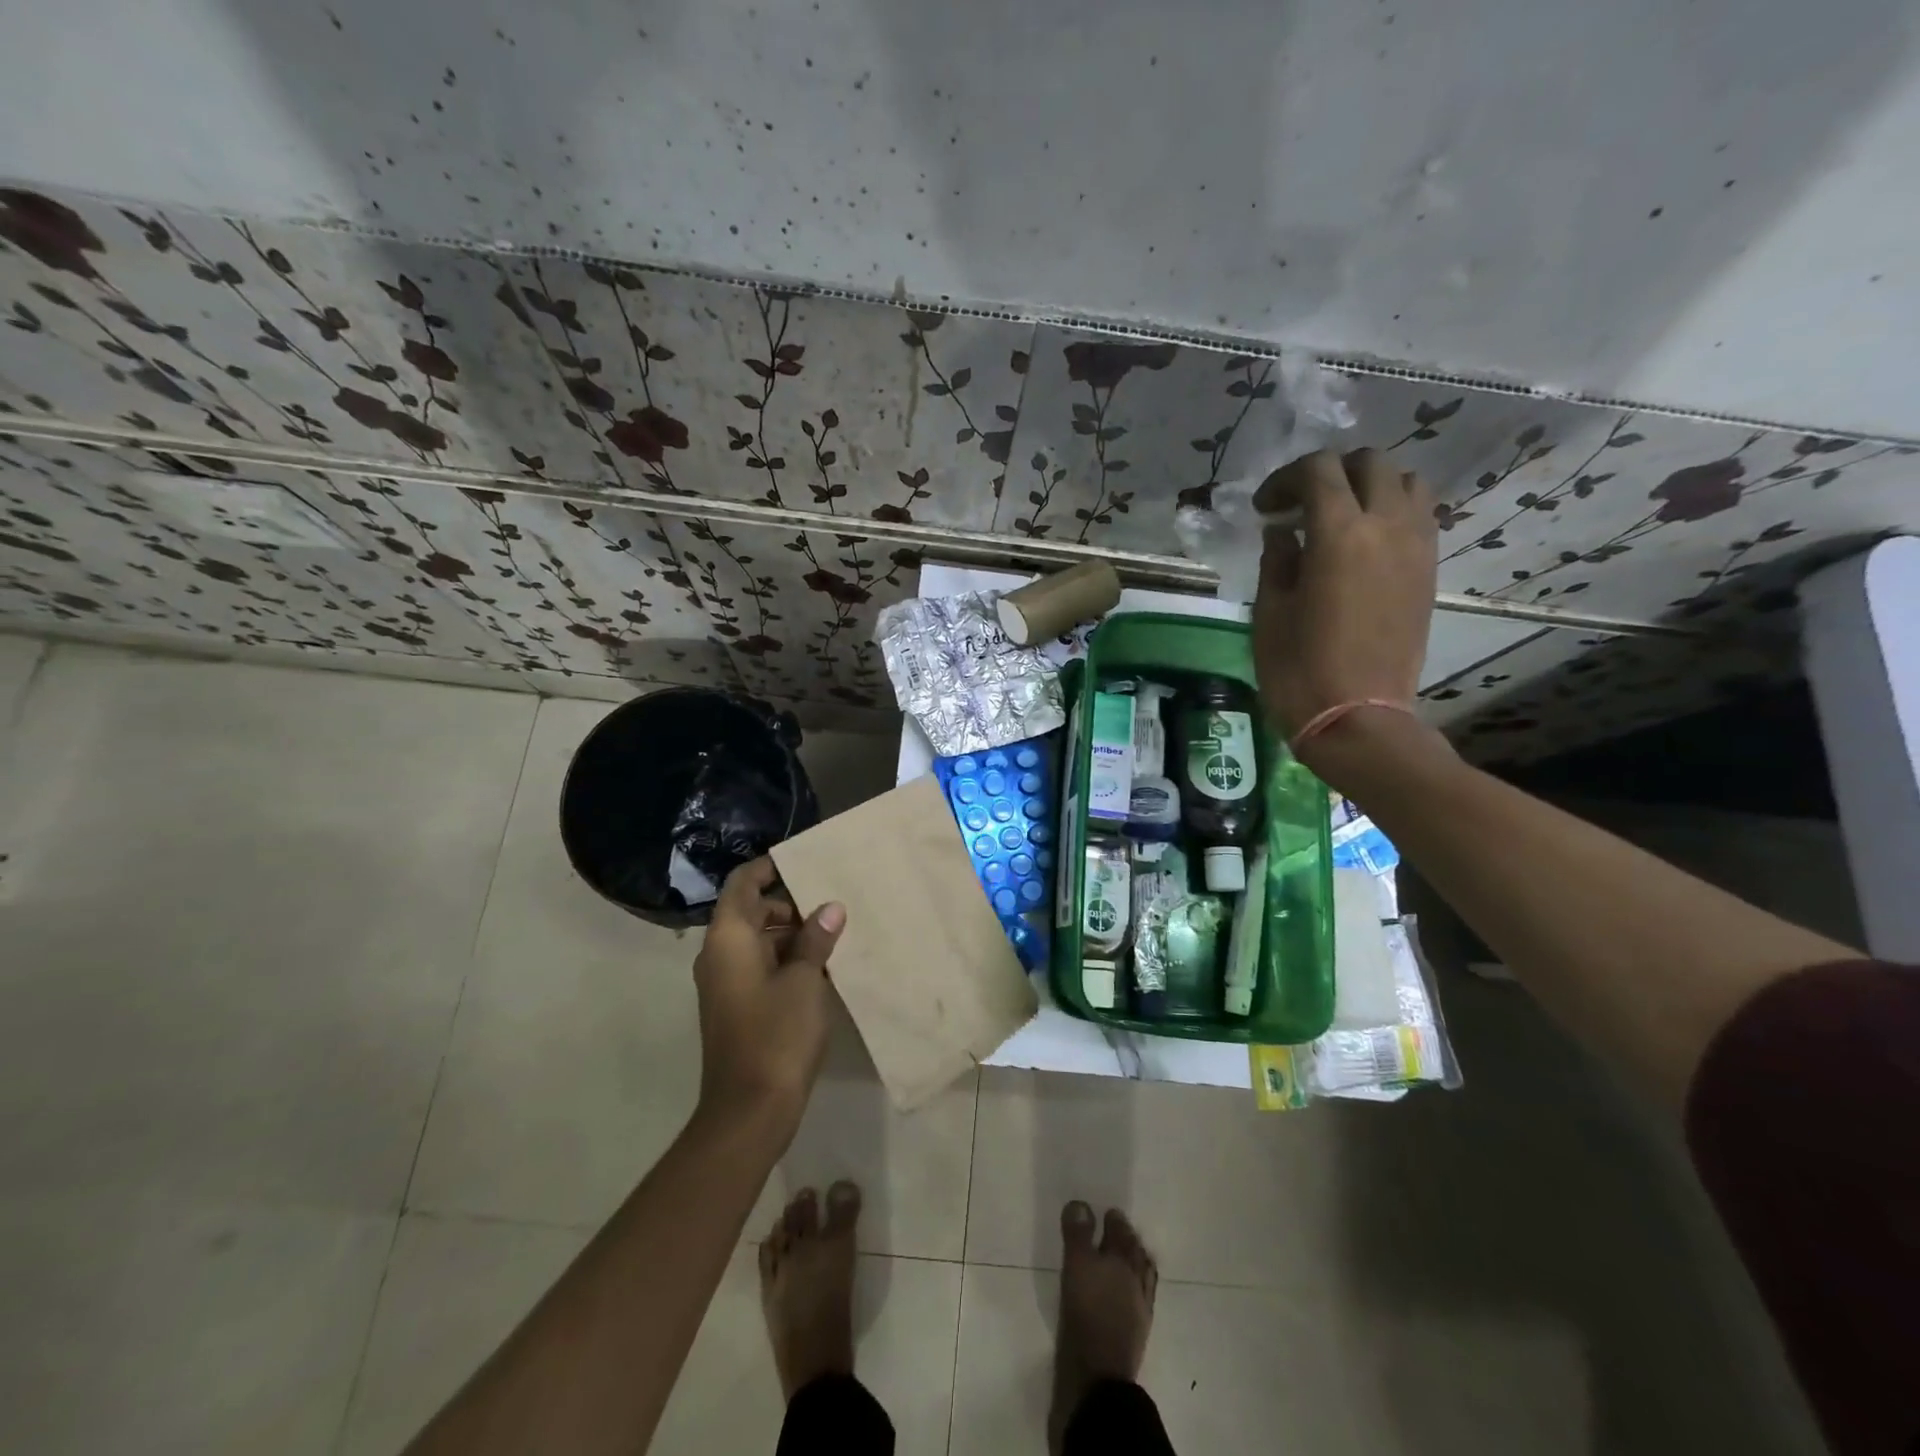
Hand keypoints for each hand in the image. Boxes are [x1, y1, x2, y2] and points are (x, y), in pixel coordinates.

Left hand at [692, 858, 845, 1133]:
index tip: (801, 860)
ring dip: (790, 933)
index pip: (742, 883)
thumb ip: (816, 938)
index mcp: (728, 938)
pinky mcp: (734, 1007)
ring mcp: (724, 983)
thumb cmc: (777, 1034)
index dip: (768, 867)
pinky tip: (820, 965)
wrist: (749, 1110)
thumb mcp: (806, 980)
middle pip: (749, 910)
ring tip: (832, 932)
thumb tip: (830, 908)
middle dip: (788, 903)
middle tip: (830, 902)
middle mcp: (719, 954)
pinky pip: (757, 965)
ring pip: (756, 940)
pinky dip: (783, 958)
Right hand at [1252, 448, 1441, 784]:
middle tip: (1300, 505)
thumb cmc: (1300, 669)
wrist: (1358, 718)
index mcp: (1340, 535)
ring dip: (1370, 487)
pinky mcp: (1429, 571)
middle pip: (1369, 463)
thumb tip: (1284, 531)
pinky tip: (1365, 543)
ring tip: (1341, 518)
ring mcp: (1417, 548)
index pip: (1318, 471)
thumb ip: (1278, 560)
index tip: (1264, 509)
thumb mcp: (1270, 613)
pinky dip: (1393, 511)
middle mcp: (1387, 527)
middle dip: (1330, 473)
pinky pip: (1421, 516)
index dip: (1285, 479)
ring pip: (1407, 482)